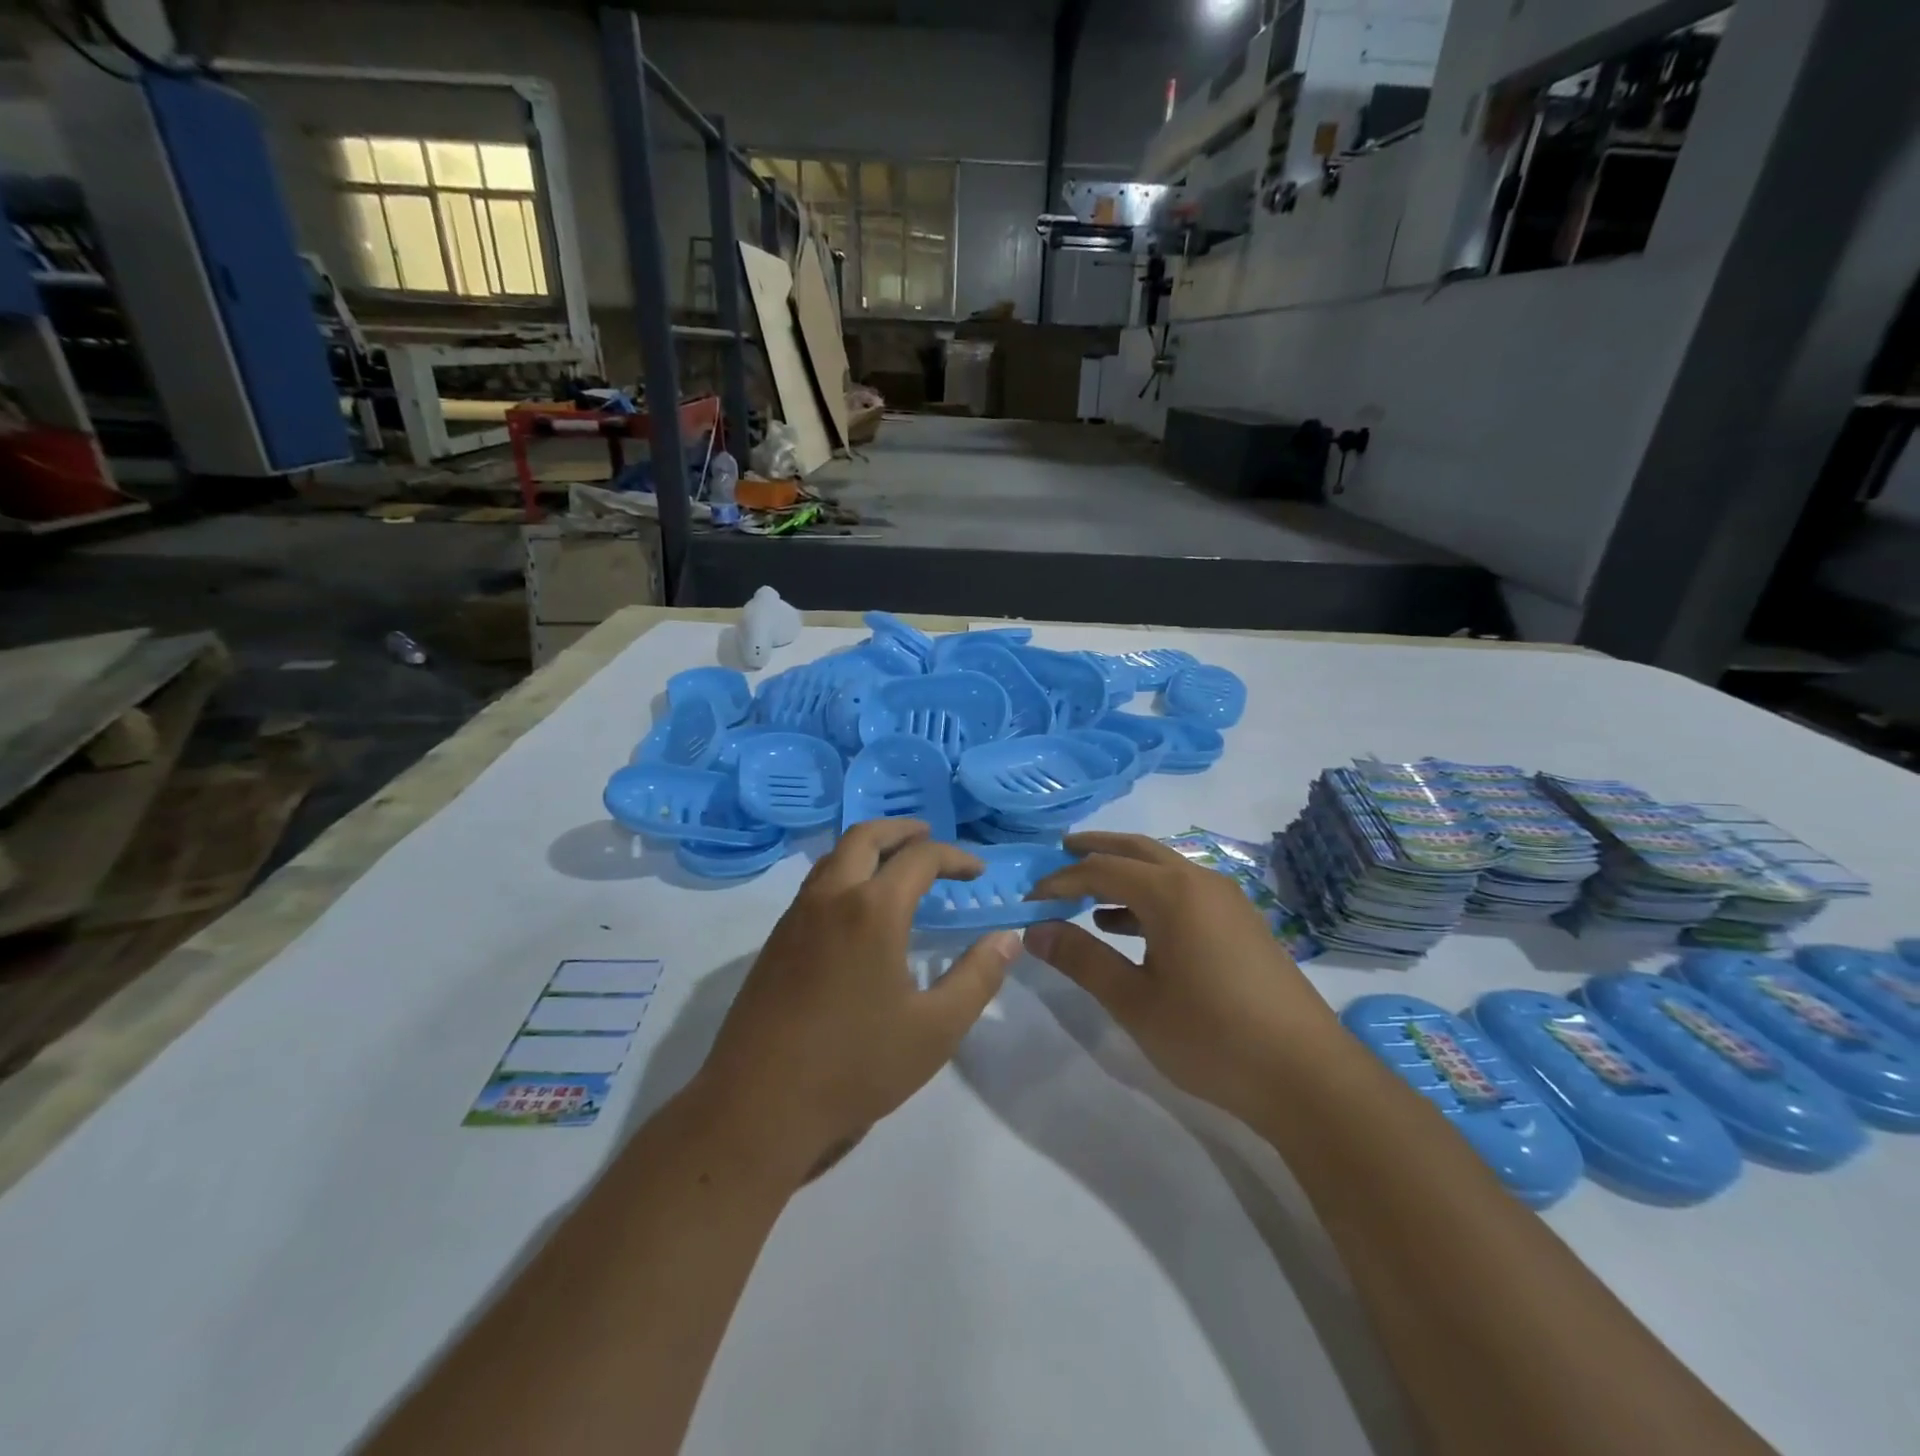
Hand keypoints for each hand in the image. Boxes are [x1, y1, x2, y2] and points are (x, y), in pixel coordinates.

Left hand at [693, 819, 1018, 1185]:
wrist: (759, 1105)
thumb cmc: (856, 1065)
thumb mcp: (935, 1028)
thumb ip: (978, 977)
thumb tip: (1007, 938)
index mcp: (872, 909)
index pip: (920, 859)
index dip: (955, 857)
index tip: (977, 873)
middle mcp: (831, 897)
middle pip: (865, 836)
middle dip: (902, 830)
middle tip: (930, 837)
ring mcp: (796, 917)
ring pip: (834, 856)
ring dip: (868, 848)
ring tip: (895, 865)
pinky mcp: (775, 941)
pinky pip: (815, 884)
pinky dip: (844, 873)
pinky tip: (857, 909)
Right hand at [1023, 832, 1339, 1122]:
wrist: (1307, 1076)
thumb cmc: (1211, 1037)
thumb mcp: (1135, 1002)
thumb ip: (1082, 960)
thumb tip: (1035, 930)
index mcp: (1172, 892)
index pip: (1101, 869)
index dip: (1060, 880)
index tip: (1029, 899)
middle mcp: (1200, 881)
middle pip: (1137, 850)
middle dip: (1095, 850)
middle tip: (1057, 854)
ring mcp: (1227, 900)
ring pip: (1164, 869)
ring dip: (1124, 874)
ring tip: (1087, 894)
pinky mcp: (1241, 923)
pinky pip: (1184, 892)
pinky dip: (1150, 898)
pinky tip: (1130, 929)